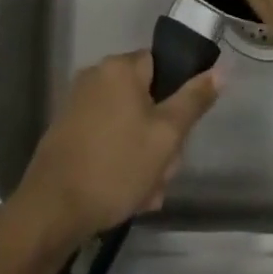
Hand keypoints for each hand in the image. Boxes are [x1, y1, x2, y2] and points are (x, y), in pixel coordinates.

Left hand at [13, 51, 219, 249]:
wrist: (52, 208)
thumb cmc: (116, 165)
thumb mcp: (166, 135)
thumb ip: (194, 100)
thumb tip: (220, 70)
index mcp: (120, 68)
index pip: (162, 65)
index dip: (177, 97)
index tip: (181, 132)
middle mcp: (96, 76)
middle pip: (146, 99)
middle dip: (161, 138)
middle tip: (164, 172)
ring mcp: (79, 104)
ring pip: (129, 125)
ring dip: (144, 157)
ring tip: (146, 193)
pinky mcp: (67, 131)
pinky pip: (107, 139)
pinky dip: (120, 162)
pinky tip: (127, 195)